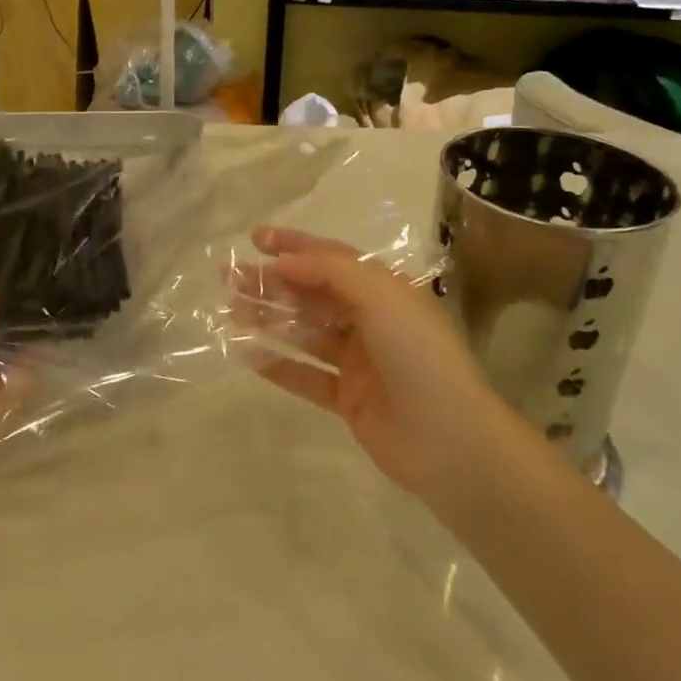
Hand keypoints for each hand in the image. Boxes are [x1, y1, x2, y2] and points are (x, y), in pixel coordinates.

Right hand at [231, 227, 517, 501]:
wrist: (451, 441)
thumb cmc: (419, 355)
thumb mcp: (381, 296)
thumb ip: (331, 271)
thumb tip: (284, 259)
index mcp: (384, 290)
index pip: (332, 258)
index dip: (294, 245)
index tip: (254, 239)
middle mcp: (370, 320)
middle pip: (312, 293)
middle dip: (272, 282)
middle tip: (230, 278)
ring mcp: (358, 361)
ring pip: (305, 332)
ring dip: (269, 319)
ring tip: (231, 311)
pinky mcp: (348, 398)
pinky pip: (305, 376)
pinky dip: (278, 364)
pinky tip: (247, 355)